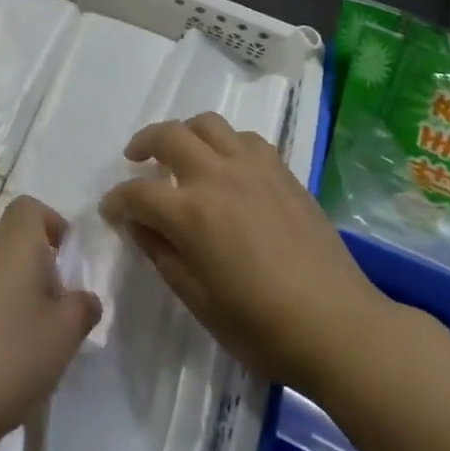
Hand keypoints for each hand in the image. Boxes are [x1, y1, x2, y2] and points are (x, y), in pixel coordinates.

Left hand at [0, 196, 100, 450]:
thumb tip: (82, 297)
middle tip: (43, 311)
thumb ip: (81, 309)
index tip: (64, 261)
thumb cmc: (5, 360)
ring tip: (11, 340)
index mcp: (11, 242)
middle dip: (28, 265)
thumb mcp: (62, 339)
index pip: (30, 208)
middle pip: (6, 239)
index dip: (50, 225)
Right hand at [99, 113, 388, 392]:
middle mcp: (218, 176)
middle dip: (143, 143)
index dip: (117, 200)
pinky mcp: (281, 171)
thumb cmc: (261, 326)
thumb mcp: (198, 301)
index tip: (111, 210)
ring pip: (208, 124)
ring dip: (185, 132)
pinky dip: (225, 142)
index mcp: (191, 213)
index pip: (137, 193)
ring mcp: (253, 167)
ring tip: (180, 152)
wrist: (338, 325)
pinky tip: (227, 165)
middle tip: (135, 160)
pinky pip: (245, 138)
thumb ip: (162, 254)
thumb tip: (139, 224)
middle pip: (168, 136)